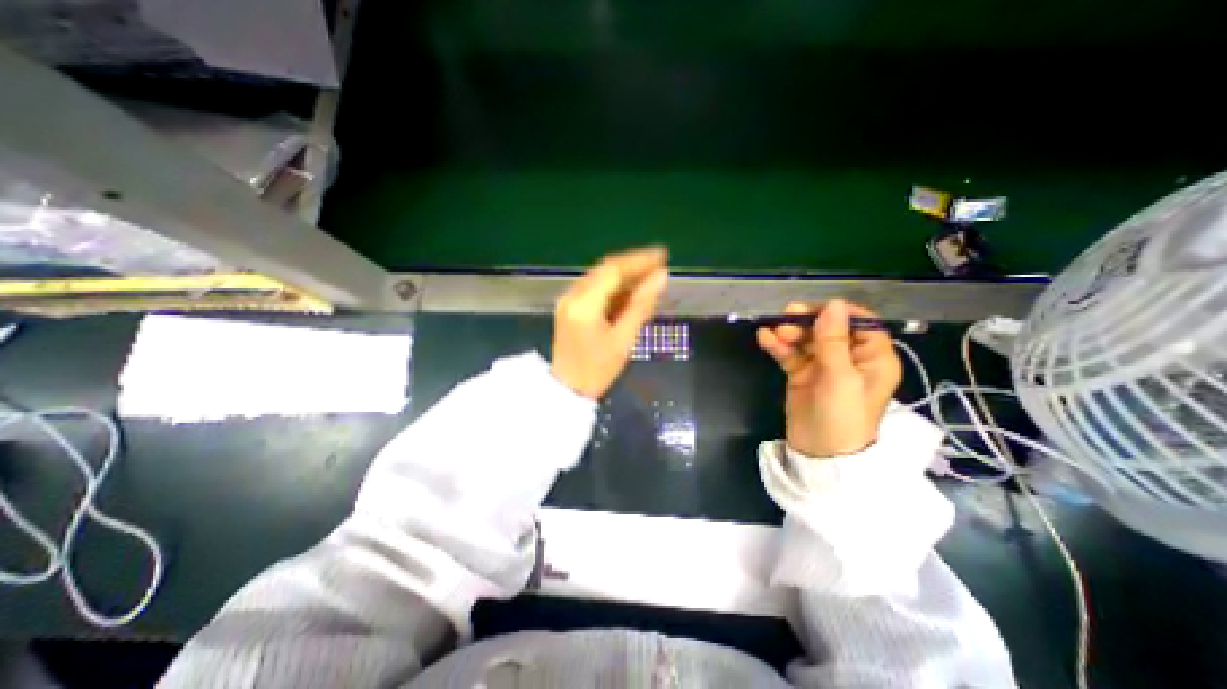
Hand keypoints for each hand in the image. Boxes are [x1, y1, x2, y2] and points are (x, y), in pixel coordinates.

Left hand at [554, 245, 668, 397]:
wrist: (567, 389)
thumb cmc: (597, 370)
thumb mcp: (624, 340)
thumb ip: (641, 305)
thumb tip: (661, 277)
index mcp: (584, 304)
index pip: (613, 270)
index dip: (639, 261)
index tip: (662, 256)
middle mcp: (572, 295)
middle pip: (605, 270)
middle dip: (633, 265)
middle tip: (659, 264)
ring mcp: (568, 300)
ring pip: (599, 277)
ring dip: (624, 275)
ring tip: (649, 277)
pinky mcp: (569, 306)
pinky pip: (594, 287)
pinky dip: (613, 286)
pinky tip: (630, 291)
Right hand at [760, 297, 897, 453]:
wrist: (820, 454)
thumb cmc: (841, 417)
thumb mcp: (840, 378)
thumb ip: (834, 341)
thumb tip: (833, 304)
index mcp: (873, 357)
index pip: (860, 323)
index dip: (837, 313)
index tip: (812, 309)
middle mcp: (849, 357)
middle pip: (828, 328)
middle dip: (806, 322)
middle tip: (785, 319)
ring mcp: (823, 365)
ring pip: (806, 339)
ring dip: (789, 333)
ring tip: (773, 332)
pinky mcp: (802, 373)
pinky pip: (790, 353)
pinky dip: (778, 346)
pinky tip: (764, 339)